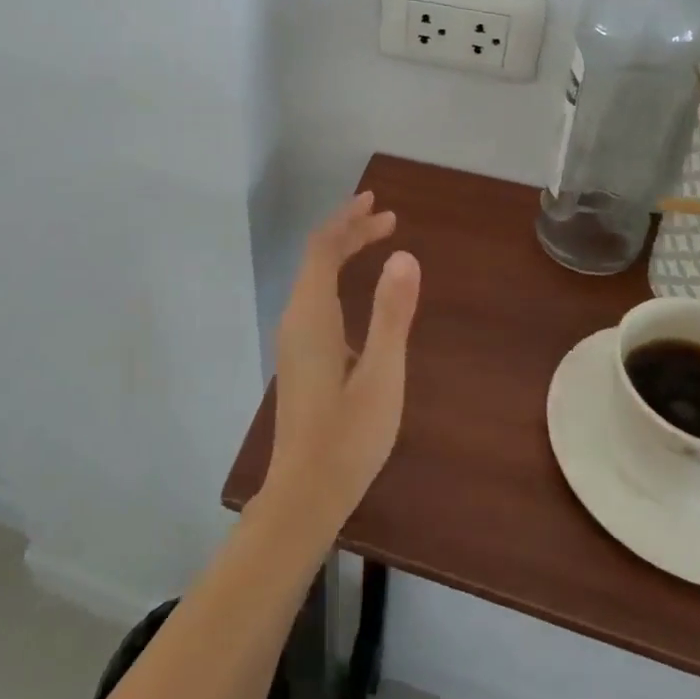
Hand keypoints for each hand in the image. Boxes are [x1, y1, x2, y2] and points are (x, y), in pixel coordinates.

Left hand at [262, 192, 421, 531]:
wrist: (304, 493)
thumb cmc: (348, 436)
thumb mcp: (382, 375)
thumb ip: (393, 314)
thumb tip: (404, 256)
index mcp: (312, 315)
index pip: (323, 248)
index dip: (348, 220)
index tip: (378, 204)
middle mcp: (297, 319)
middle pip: (317, 258)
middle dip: (349, 231)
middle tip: (387, 219)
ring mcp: (295, 340)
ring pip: (315, 279)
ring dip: (343, 252)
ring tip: (377, 241)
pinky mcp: (301, 358)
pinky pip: (317, 299)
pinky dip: (339, 278)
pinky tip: (361, 295)